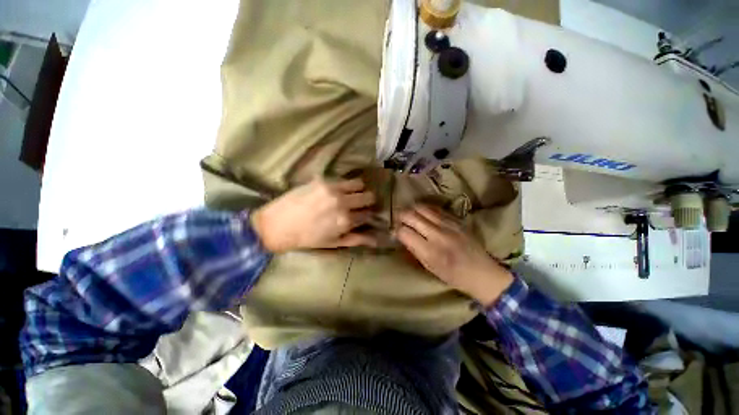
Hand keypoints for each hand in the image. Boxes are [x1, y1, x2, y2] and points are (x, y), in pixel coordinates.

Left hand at [252, 178, 376, 252]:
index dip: (368, 215)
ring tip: (350, 195)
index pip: (368, 214)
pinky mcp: (322, 180)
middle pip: (369, 196)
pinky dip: (345, 185)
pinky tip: (336, 190)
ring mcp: (333, 189)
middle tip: (359, 204)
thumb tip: (376, 239)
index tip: (364, 215)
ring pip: (359, 184)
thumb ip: (356, 239)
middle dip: (367, 201)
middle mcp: (342, 203)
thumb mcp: (334, 243)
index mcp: (346, 221)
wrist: (277, 225)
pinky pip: (344, 179)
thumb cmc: (307, 238)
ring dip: (358, 190)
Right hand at [396, 205, 513, 306]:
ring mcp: (448, 224)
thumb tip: (401, 235)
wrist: (483, 273)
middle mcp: (438, 234)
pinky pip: (435, 208)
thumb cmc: (453, 276)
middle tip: (397, 219)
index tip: (394, 231)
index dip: (396, 230)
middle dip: (400, 215)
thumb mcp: (430, 268)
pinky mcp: (456, 220)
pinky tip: (422, 212)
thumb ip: (414, 250)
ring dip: (411, 209)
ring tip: (408, 213)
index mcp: (430, 252)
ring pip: (422, 208)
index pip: (404, 232)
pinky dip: (424, 209)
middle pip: (411, 216)